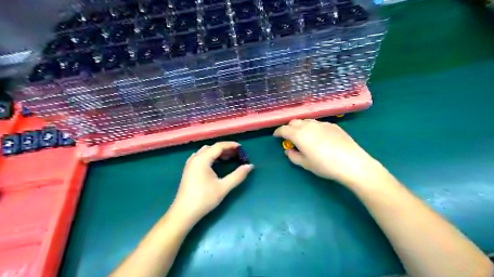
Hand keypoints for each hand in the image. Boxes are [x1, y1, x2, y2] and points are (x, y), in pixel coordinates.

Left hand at [172, 141, 251, 223]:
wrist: (184, 213)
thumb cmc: (204, 199)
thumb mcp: (223, 187)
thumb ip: (238, 175)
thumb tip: (250, 166)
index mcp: (202, 159)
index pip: (218, 146)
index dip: (231, 145)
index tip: (242, 148)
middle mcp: (195, 158)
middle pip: (212, 148)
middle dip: (225, 149)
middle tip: (237, 154)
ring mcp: (190, 164)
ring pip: (206, 152)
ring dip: (218, 153)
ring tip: (229, 158)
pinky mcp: (189, 170)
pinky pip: (202, 157)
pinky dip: (211, 157)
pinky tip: (217, 164)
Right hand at [275, 119, 384, 187]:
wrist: (351, 163)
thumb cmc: (325, 165)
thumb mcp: (305, 164)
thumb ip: (293, 156)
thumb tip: (288, 151)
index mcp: (299, 134)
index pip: (284, 129)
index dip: (278, 132)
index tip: (276, 136)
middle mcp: (309, 125)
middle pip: (294, 122)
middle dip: (289, 128)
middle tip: (289, 137)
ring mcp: (322, 123)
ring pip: (306, 121)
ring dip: (301, 126)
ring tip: (303, 136)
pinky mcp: (332, 125)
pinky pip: (318, 123)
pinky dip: (312, 127)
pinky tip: (318, 136)